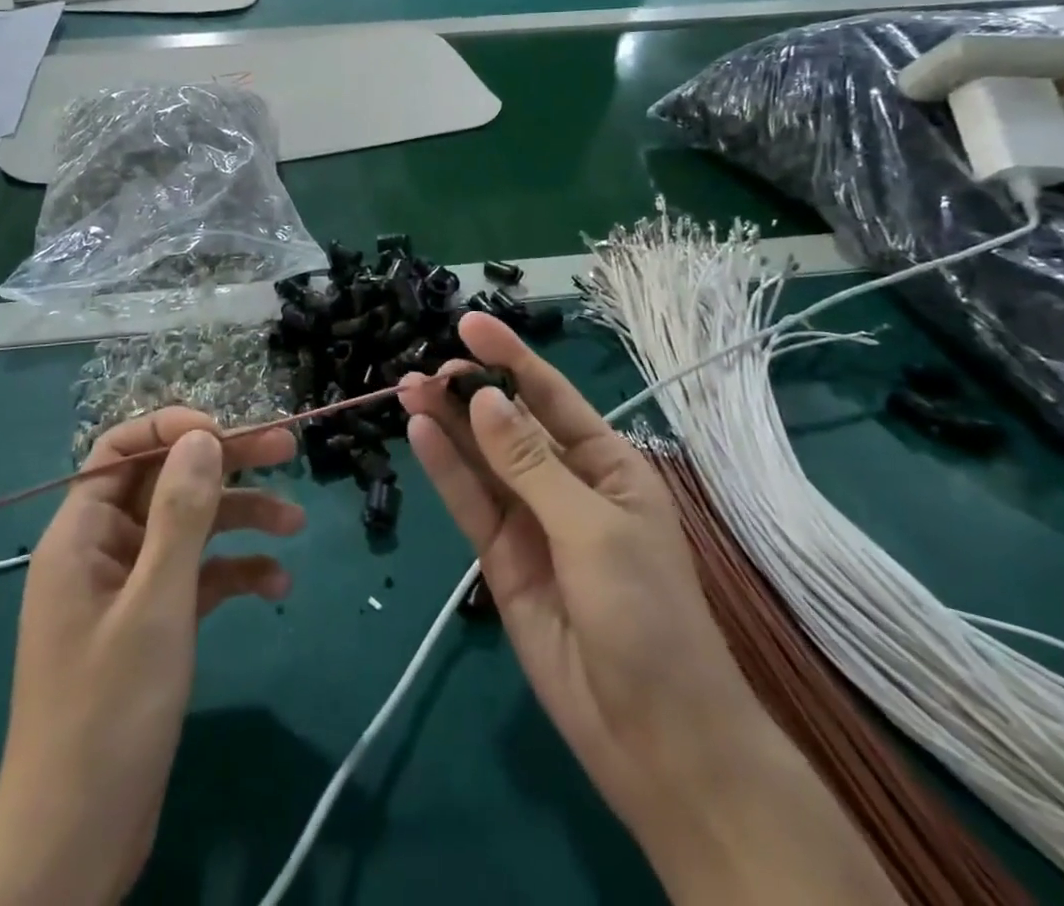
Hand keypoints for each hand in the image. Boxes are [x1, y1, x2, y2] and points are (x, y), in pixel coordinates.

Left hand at [0, 410, 303, 905]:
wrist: (76, 845)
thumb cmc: (108, 715)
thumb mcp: (155, 605)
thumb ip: (180, 514)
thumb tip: (202, 436)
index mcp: (82, 534)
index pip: (122, 449)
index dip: (173, 429)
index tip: (229, 432)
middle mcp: (104, 549)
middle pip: (166, 482)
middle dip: (225, 464)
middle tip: (288, 448)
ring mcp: (129, 588)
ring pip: (189, 528)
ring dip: (241, 519)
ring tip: (296, 524)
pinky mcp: (152, 625)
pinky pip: (197, 578)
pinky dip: (234, 573)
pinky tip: (277, 585)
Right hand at [399, 315, 760, 853]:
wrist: (654, 738)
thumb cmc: (647, 615)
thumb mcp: (593, 529)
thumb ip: (530, 464)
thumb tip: (484, 399)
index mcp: (608, 465)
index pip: (552, 396)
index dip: (511, 358)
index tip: (469, 325)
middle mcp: (567, 483)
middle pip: (509, 425)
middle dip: (469, 392)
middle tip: (426, 370)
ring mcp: (531, 521)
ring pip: (481, 460)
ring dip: (448, 424)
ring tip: (409, 389)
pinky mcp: (502, 558)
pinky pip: (471, 503)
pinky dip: (445, 469)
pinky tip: (420, 434)